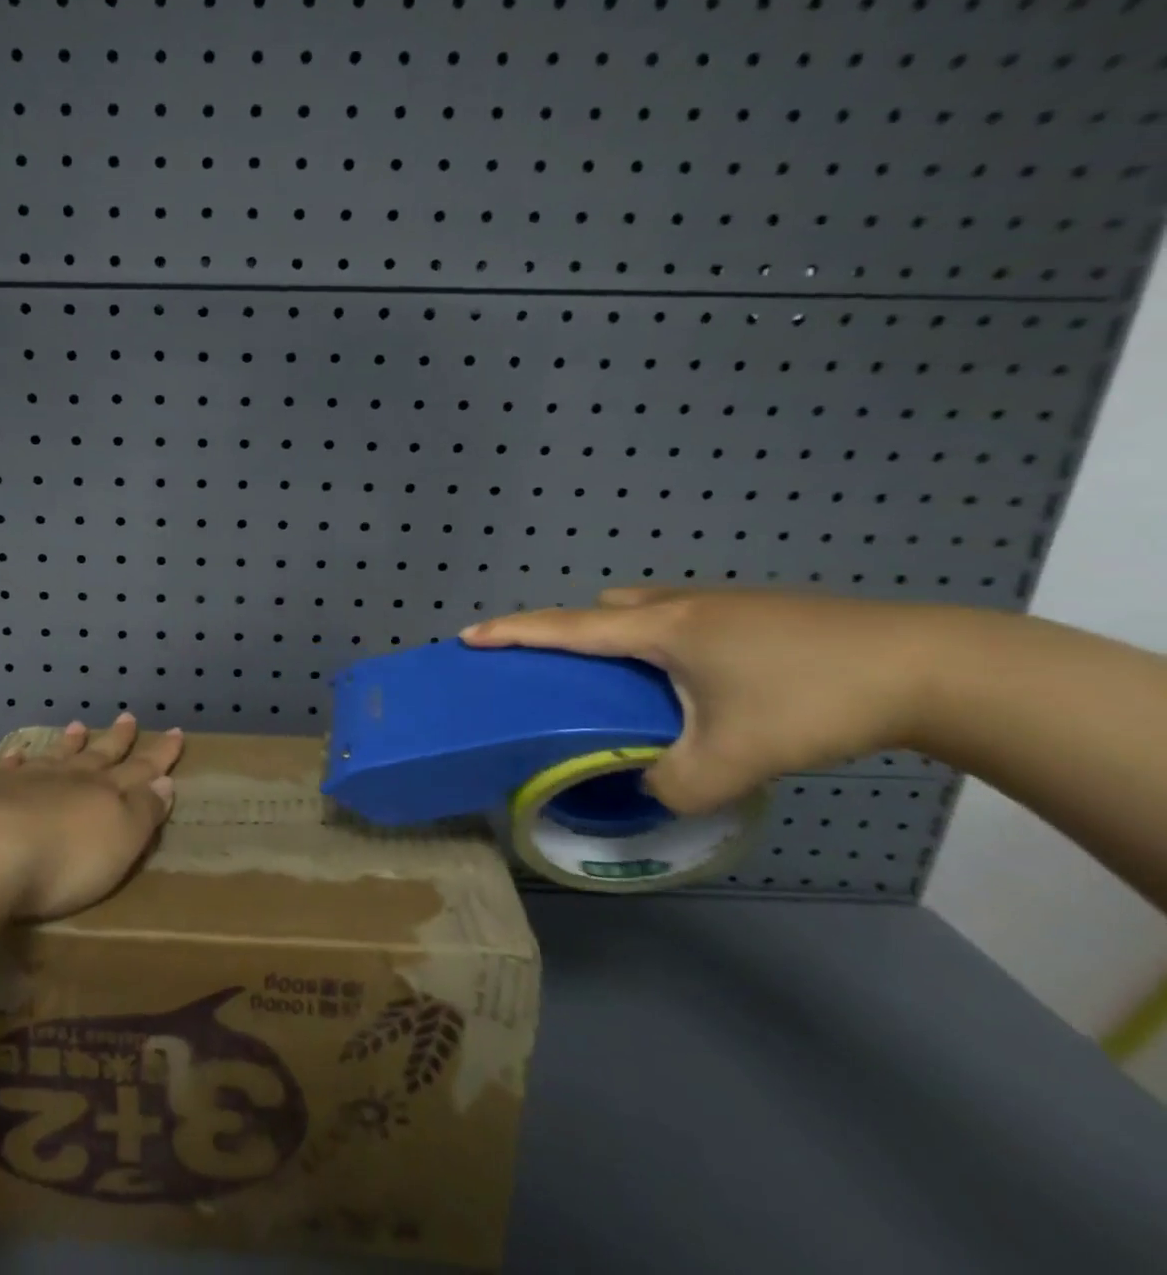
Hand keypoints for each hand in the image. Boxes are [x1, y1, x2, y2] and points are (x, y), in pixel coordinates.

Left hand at [0, 712, 182, 920]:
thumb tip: (164, 782)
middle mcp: (70, 779)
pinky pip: (8, 767)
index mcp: (107, 794)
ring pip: (56, 756)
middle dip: (118, 740)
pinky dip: (16, 759)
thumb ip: (144, 811)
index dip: (160, 755)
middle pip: (100, 756)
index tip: (175, 733)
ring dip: (70, 743)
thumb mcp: (121, 842)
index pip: (141, 770)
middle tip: (129, 718)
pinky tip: (18, 753)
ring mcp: (28, 781)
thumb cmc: (64, 860)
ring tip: (78, 726)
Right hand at [460, 587, 952, 813]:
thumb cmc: (811, 698)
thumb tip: (650, 791)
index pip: (566, 628)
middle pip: (604, 611)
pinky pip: (682, 620)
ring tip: (635, 688)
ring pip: (647, 611)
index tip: (469, 637)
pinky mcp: (755, 613)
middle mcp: (680, 605)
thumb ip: (676, 784)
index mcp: (659, 629)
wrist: (926, 666)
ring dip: (624, 639)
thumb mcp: (735, 757)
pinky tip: (701, 686)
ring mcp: (721, 604)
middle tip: (572, 679)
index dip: (513, 633)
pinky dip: (666, 645)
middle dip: (575, 635)